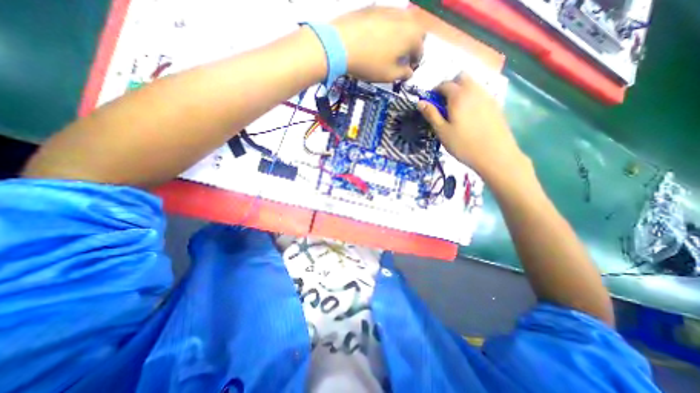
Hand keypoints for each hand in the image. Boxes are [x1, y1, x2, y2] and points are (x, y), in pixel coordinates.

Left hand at [332, 6, 422, 81]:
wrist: (340, 44)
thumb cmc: (369, 63)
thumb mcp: (389, 75)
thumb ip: (403, 74)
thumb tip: (409, 72)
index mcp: (411, 35)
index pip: (420, 50)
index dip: (415, 62)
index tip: (408, 69)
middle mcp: (404, 18)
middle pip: (415, 32)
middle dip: (412, 46)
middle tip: (402, 58)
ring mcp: (389, 9)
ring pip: (402, 23)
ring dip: (401, 36)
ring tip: (390, 49)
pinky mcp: (374, 7)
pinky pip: (388, 18)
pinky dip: (388, 29)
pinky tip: (377, 39)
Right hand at [417, 73, 527, 179]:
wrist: (495, 155)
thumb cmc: (463, 144)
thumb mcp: (442, 131)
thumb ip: (431, 114)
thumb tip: (420, 102)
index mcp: (459, 96)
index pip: (444, 84)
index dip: (435, 91)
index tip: (430, 102)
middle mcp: (474, 90)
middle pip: (461, 77)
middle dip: (450, 86)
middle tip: (443, 103)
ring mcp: (487, 96)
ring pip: (473, 83)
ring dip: (461, 90)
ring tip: (455, 110)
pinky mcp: (495, 105)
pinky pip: (481, 93)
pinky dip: (472, 97)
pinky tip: (469, 114)